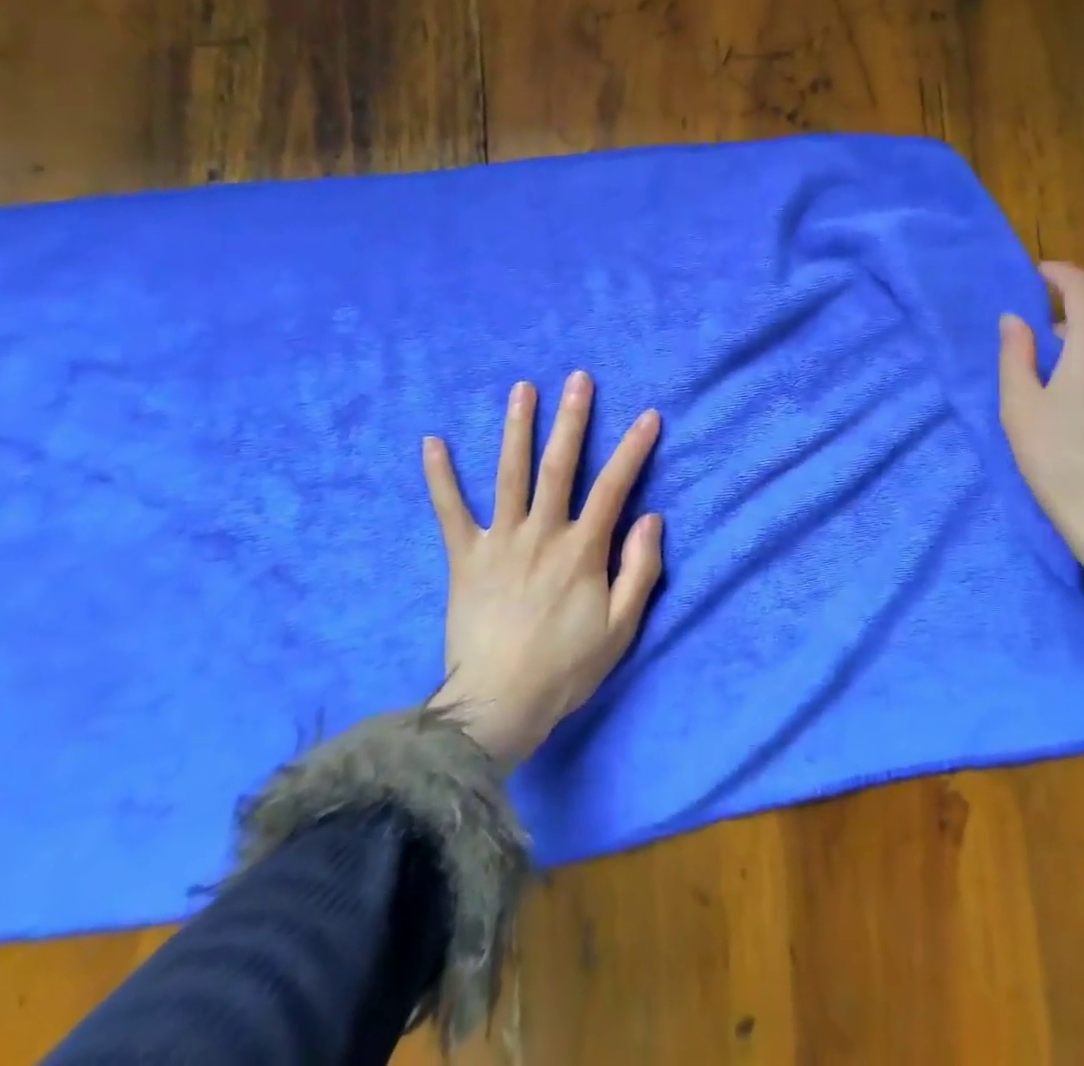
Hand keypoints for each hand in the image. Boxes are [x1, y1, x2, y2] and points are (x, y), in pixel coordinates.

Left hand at [422, 372, 663, 766]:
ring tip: (522, 389)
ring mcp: (499, 542)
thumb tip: (652, 517)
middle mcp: (541, 533)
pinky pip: (450, 511)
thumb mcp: (621, 626)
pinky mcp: (464, 558)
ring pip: (510, 474)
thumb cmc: (566, 667)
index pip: (613, 487)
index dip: (633, 449)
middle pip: (560, 466)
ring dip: (516, 429)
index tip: (648, 416)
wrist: (497, 705)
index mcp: (582, 549)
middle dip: (572, 419)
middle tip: (578, 379)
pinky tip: (432, 442)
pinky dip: (440, 477)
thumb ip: (640, 569)